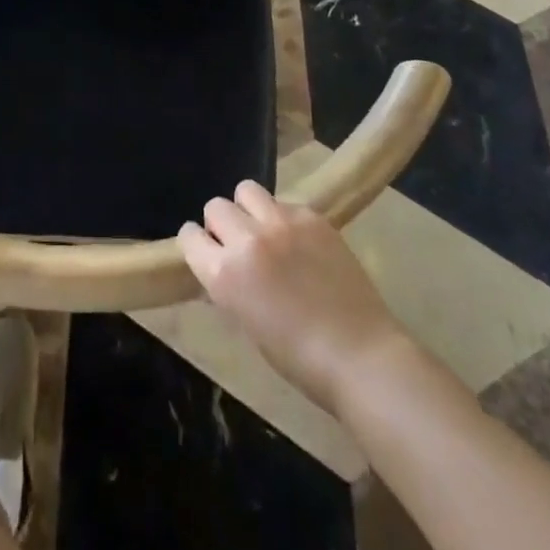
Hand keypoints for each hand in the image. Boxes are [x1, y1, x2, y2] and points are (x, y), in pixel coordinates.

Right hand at [179, 182, 407, 413]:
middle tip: (240, 244)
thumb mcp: (247, 325)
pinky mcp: (311, 216)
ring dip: (249, 209)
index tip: (206, 251)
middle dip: (221, 224)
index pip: (189, 236)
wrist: (361, 356)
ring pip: (247, 190)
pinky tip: (299, 241)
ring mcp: (280, 223)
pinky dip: (283, 217)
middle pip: (216, 206)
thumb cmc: (299, 359)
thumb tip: (219, 270)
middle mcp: (246, 239)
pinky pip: (283, 201)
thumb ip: (227, 287)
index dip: (196, 243)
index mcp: (224, 274)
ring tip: (266, 231)